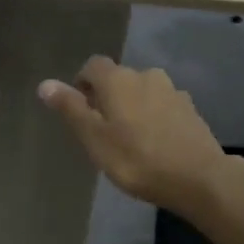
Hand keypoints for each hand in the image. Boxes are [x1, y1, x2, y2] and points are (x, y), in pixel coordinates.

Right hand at [38, 57, 227, 210]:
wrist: (198, 178)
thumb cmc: (136, 159)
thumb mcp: (94, 138)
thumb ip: (71, 108)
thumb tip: (45, 84)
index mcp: (118, 79)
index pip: (92, 65)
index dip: (82, 83)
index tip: (80, 109)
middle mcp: (146, 75)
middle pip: (119, 78)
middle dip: (107, 97)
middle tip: (102, 130)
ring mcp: (173, 90)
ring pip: (142, 91)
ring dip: (132, 106)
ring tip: (130, 138)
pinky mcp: (190, 109)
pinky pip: (162, 106)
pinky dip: (154, 117)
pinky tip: (155, 142)